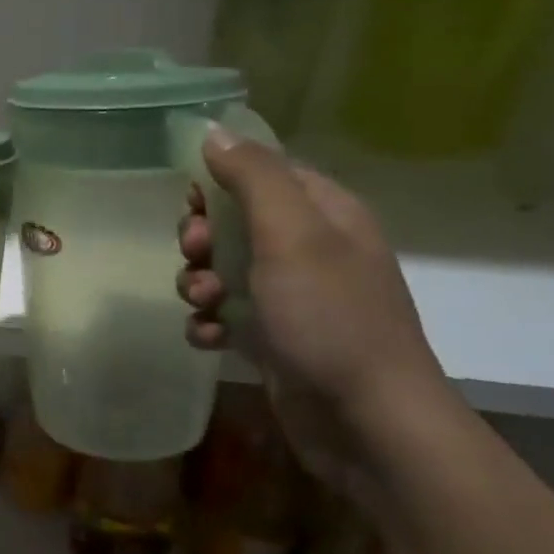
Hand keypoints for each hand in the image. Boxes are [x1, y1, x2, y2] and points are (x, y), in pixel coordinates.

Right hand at [177, 125, 453, 502]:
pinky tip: (210, 338)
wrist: (365, 421)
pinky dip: (211, 323)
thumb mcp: (291, 236)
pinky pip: (227, 315)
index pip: (264, 172)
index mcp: (324, 213)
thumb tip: (214, 132)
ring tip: (205, 305)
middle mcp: (310, 250)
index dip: (219, 181)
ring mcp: (293, 298)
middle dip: (202, 239)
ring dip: (200, 283)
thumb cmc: (329, 318)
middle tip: (194, 256)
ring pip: (223, 270)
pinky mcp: (276, 339)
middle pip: (235, 222)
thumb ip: (254, 178)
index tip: (188, 203)